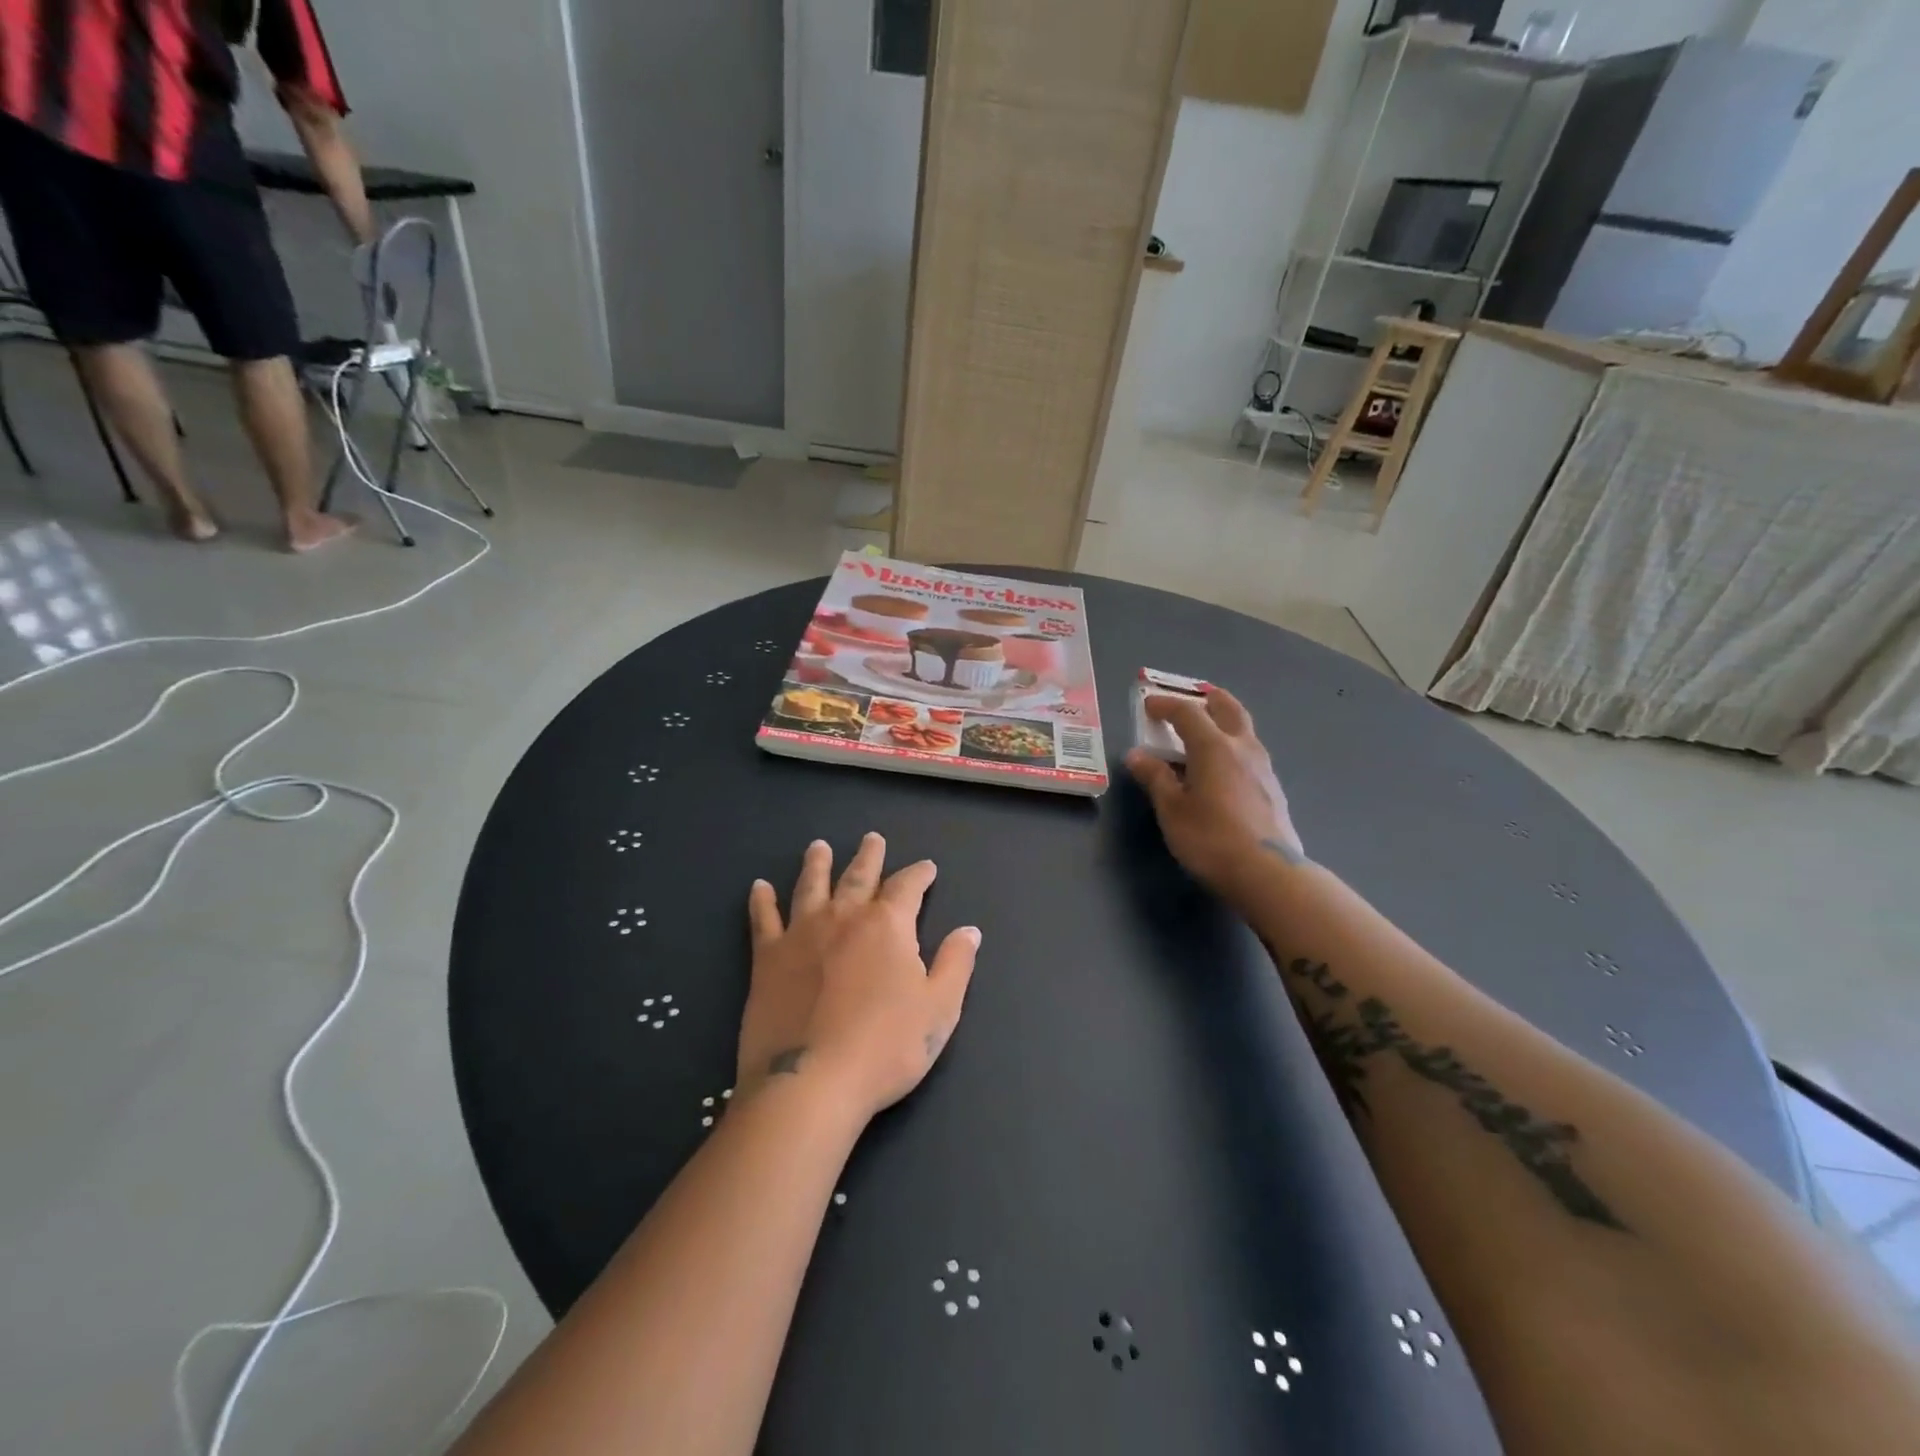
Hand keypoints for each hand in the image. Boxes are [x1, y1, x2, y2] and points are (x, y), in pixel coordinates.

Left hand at [740, 834, 980, 1122]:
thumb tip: (969, 930)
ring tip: (818, 847)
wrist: (811, 1083)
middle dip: (869, 856)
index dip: (919, 874)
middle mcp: (844, 917)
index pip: (908, 886)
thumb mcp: (939, 1008)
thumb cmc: (885, 1047)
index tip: (927, 867)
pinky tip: (759, 887)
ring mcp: (801, 934)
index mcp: (888, 925)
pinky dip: (761, 901)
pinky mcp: (767, 958)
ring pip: (810, 886)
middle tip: (872, 838)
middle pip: (858, 875)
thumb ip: (956, 963)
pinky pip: (763, 920)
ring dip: (817, 864)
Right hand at [1125, 687, 1303, 899]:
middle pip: (1228, 708)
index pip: (1187, 713)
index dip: (1166, 705)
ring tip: (1204, 735)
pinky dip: (1232, 748)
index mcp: (1214, 747)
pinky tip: (1222, 770)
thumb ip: (1156, 778)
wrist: (1268, 873)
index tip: (1149, 705)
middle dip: (1208, 700)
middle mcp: (1243, 748)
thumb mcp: (1172, 810)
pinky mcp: (1273, 789)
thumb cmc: (1211, 839)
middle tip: (1191, 700)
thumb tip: (1137, 755)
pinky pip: (1250, 754)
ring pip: (1244, 731)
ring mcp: (1264, 768)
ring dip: (1223, 723)